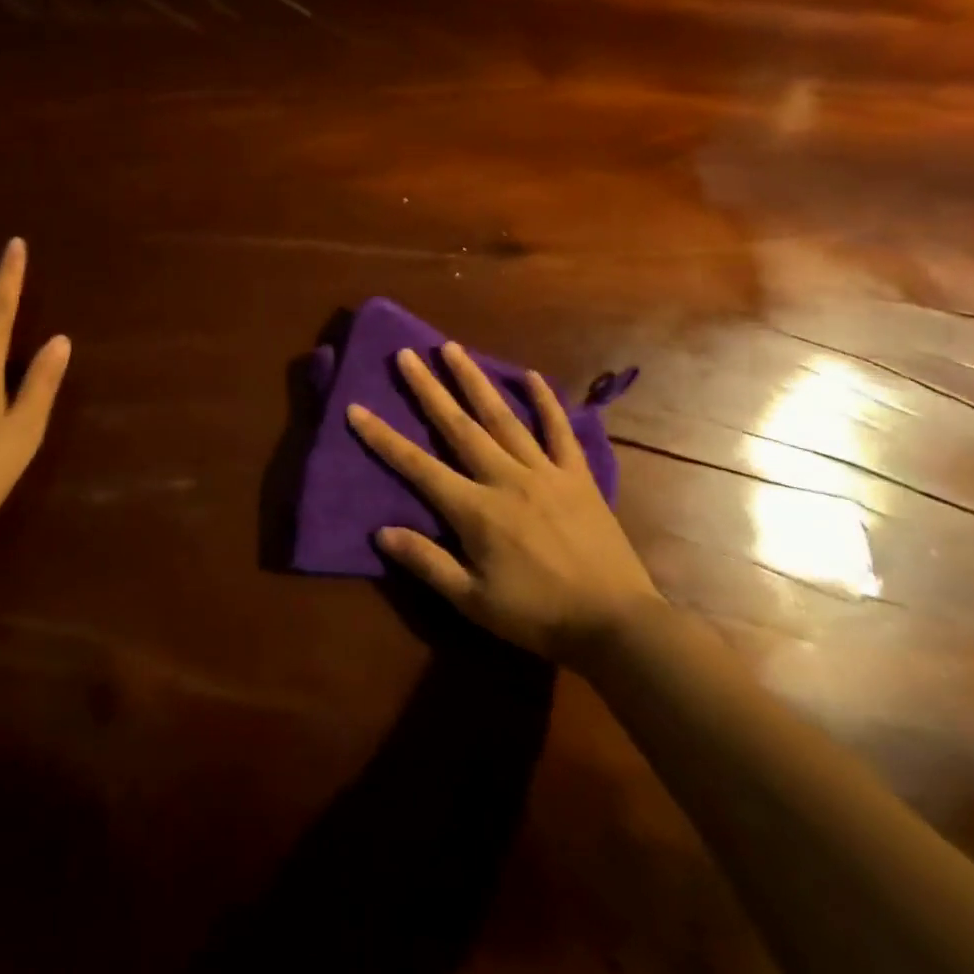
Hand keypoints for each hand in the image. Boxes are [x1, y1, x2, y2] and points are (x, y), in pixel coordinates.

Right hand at [347, 343, 659, 661]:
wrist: (617, 625)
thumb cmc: (538, 616)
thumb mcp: (473, 601)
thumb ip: (427, 562)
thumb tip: (381, 531)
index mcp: (475, 510)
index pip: (417, 466)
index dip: (383, 437)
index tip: (356, 407)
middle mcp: (504, 478)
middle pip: (458, 426)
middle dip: (428, 388)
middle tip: (406, 354)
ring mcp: (544, 472)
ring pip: (502, 417)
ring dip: (474, 380)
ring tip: (453, 348)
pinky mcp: (578, 476)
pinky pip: (560, 431)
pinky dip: (546, 402)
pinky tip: (532, 376)